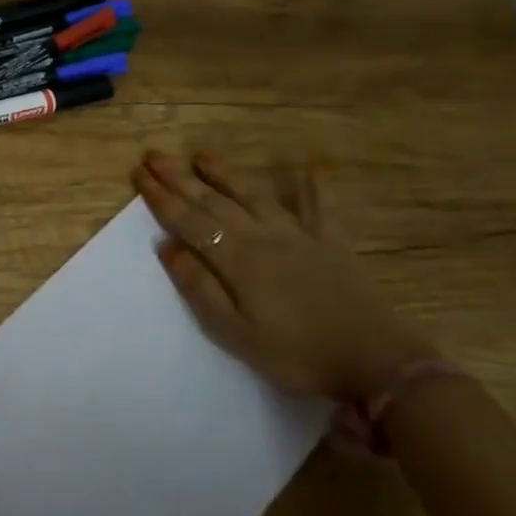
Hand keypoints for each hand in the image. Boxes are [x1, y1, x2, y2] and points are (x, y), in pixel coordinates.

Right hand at [133, 149, 433, 401]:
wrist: (376, 361)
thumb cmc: (295, 353)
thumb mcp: (234, 332)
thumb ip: (199, 287)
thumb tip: (167, 247)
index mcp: (237, 258)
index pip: (189, 221)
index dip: (161, 197)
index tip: (139, 174)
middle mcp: (263, 236)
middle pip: (214, 201)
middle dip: (180, 177)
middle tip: (154, 155)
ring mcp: (300, 235)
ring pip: (255, 195)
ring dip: (226, 172)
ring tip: (202, 154)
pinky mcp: (331, 243)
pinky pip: (318, 206)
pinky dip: (309, 185)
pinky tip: (303, 167)